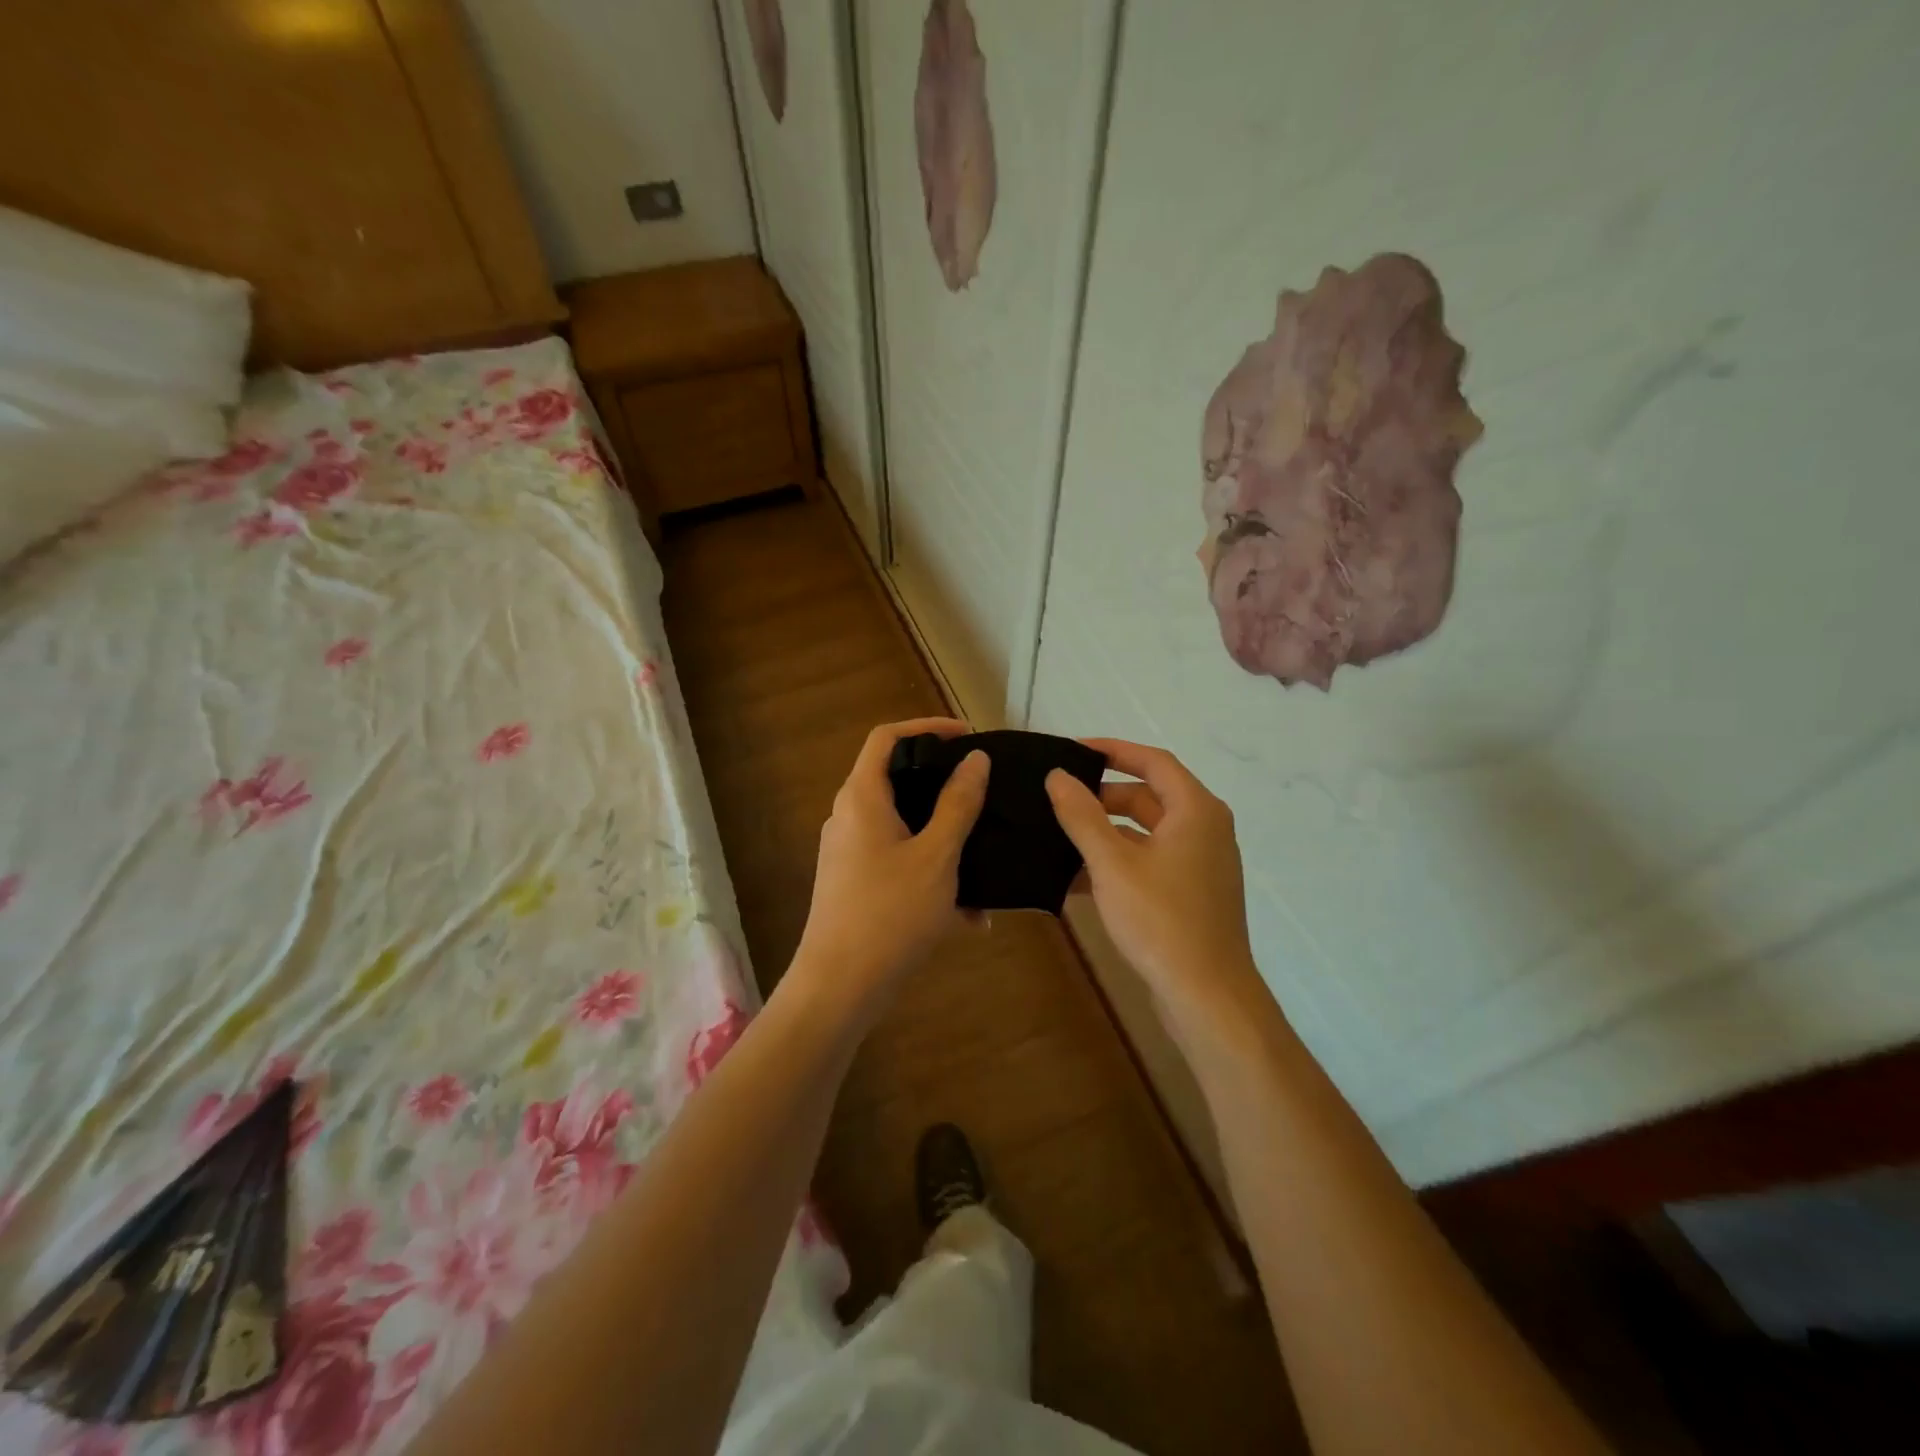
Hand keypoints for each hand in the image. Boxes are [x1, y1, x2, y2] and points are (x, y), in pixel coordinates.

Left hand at [792, 718, 989, 1017]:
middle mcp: (848, 816)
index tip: (967, 736)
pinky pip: (898, 860)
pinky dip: (930, 871)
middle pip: (895, 778)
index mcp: (862, 797)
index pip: (887, 737)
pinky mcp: (853, 882)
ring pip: (902, 826)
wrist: (840, 987)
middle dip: (942, 784)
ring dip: (943, 837)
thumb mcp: (937, 856)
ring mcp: (848, 851)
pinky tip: (969, 914)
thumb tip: (975, 759)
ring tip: (983, 856)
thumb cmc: (890, 913)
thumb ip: (957, 804)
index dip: (927, 727)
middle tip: (982, 790)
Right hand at [1047, 740, 1272, 1042]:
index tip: (1072, 750)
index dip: (1112, 750)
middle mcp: (1204, 829)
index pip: (1153, 760)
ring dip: (1106, 832)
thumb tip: (1057, 776)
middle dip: (1103, 795)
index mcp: (1195, 810)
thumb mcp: (1112, 863)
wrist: (1206, 996)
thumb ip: (1081, 815)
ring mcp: (1200, 863)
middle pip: (1149, 796)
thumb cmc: (1161, 919)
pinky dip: (1118, 861)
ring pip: (1146, 832)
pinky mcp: (1191, 893)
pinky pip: (1150, 862)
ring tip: (1059, 835)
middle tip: (1059, 797)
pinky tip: (1076, 878)